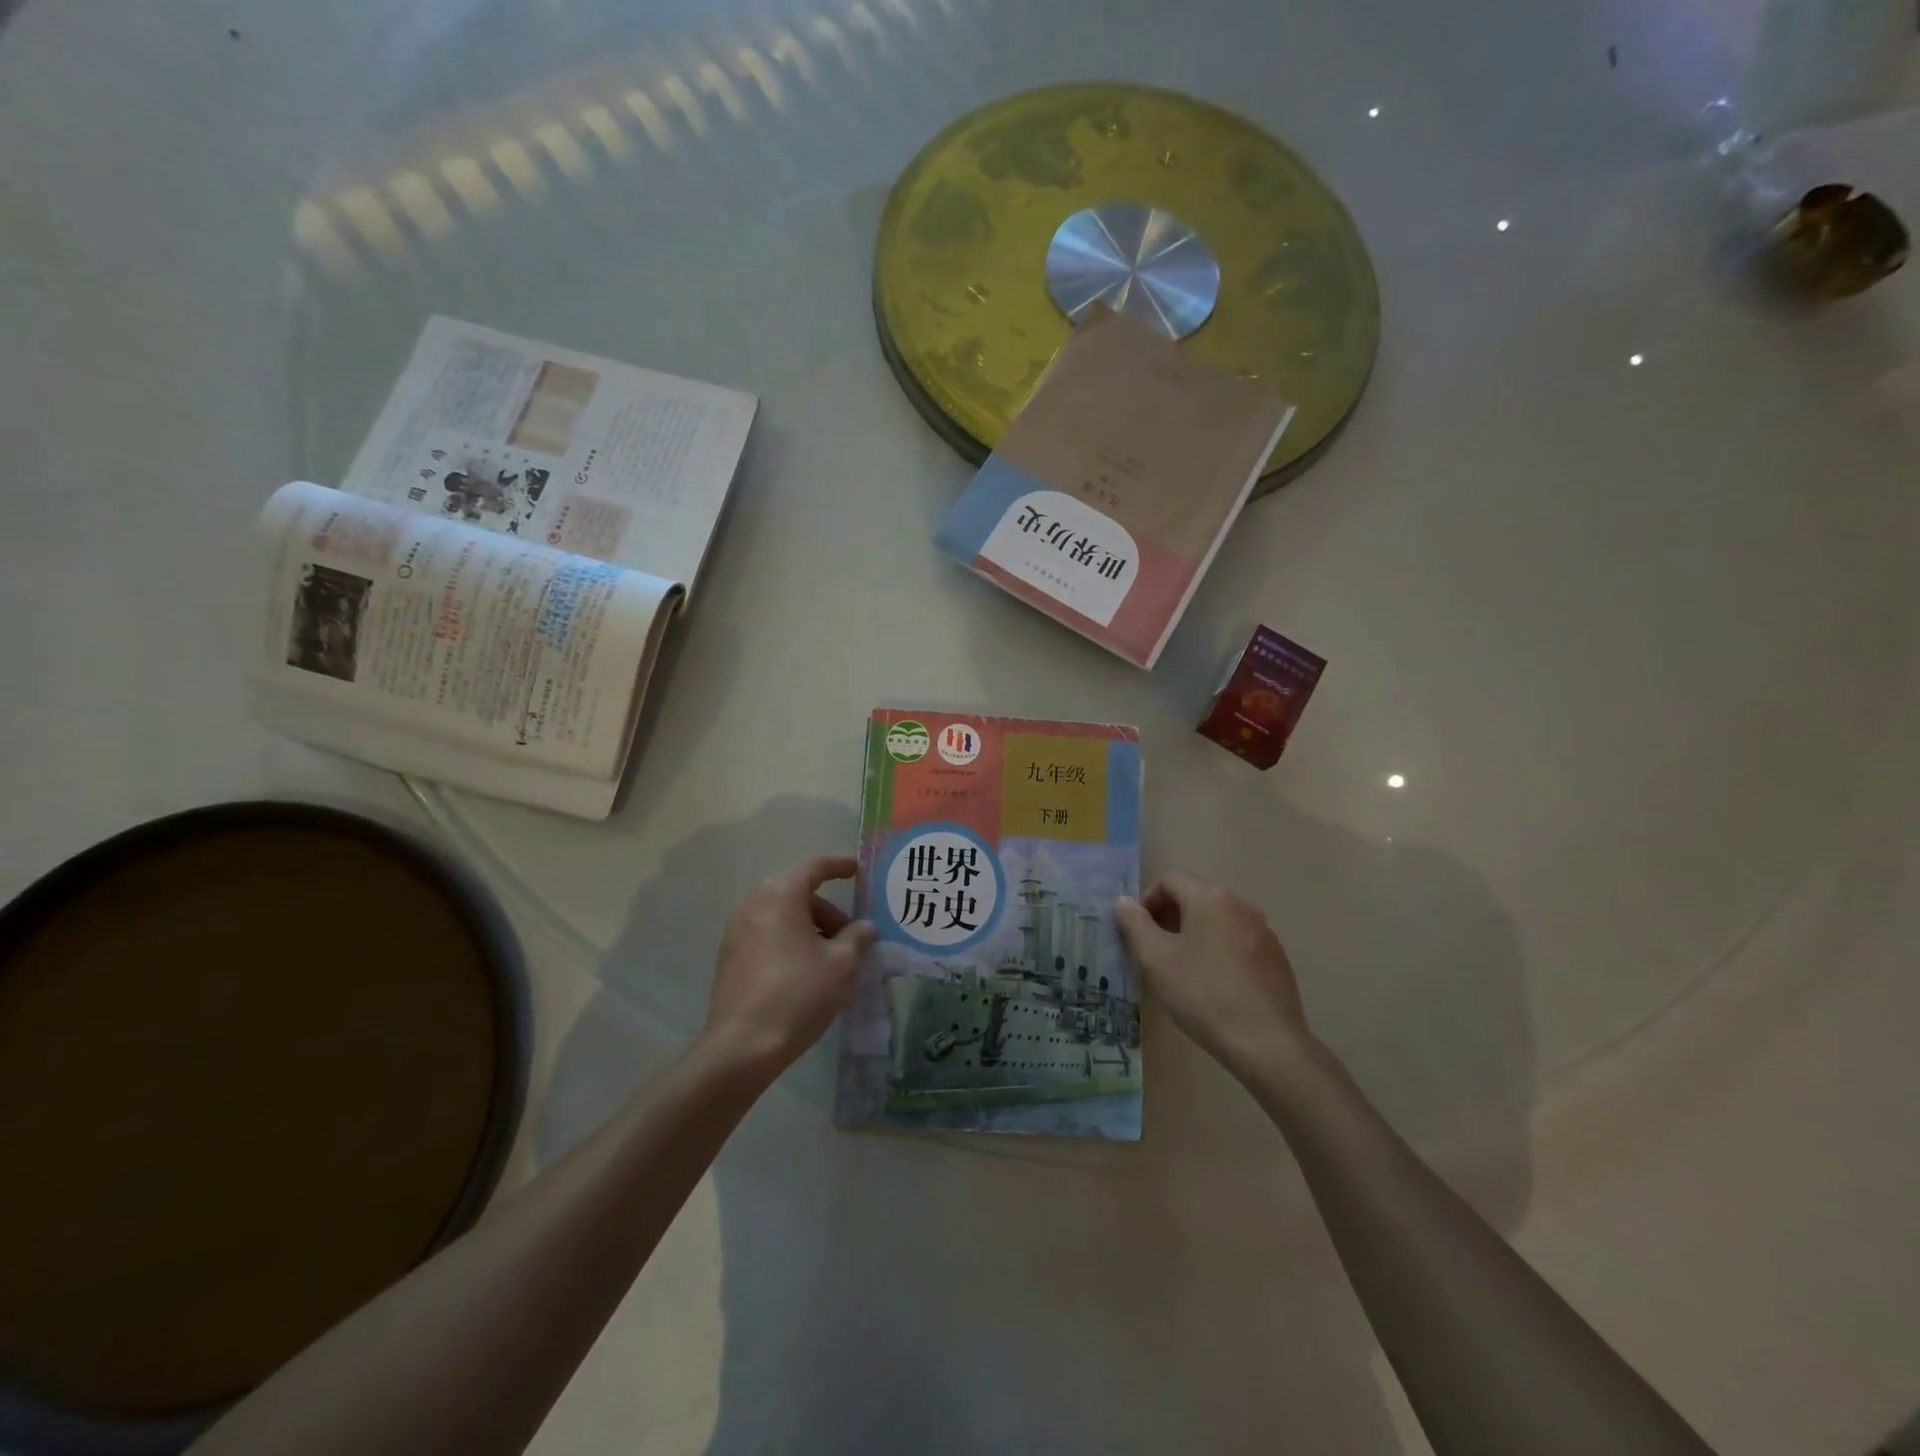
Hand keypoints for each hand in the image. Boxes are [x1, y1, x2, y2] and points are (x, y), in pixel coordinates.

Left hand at [700, 855, 876, 1080]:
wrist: (742, 1046)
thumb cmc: (798, 993)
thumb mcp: (842, 964)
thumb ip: (857, 937)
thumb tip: (864, 927)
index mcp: (781, 895)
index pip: (815, 867)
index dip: (839, 866)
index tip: (858, 871)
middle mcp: (754, 903)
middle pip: (798, 893)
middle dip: (827, 910)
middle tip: (850, 936)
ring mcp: (736, 931)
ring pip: (781, 916)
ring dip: (809, 928)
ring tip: (830, 959)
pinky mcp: (728, 957)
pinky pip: (766, 935)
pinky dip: (789, 942)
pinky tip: (805, 973)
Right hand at [1114, 875, 1311, 1076]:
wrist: (1267, 1043)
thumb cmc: (1203, 994)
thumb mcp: (1155, 959)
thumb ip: (1134, 924)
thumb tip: (1124, 902)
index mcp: (1209, 898)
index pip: (1170, 882)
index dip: (1147, 902)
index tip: (1138, 933)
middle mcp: (1240, 905)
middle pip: (1196, 899)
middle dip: (1170, 919)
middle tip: (1155, 953)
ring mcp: (1263, 932)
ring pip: (1218, 922)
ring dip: (1195, 936)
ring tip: (1183, 971)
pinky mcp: (1277, 958)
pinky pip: (1239, 943)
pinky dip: (1220, 953)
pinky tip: (1215, 987)